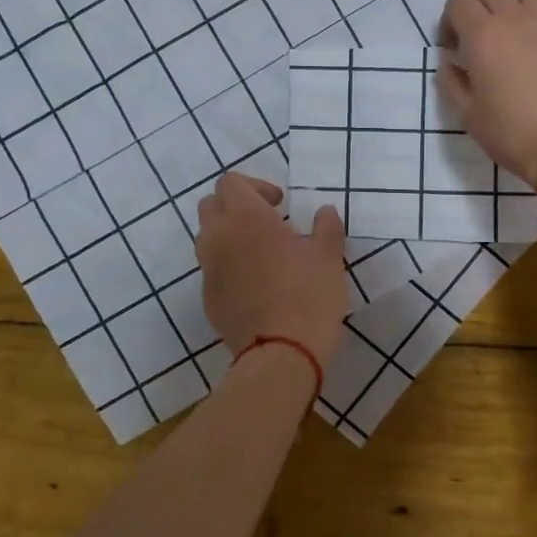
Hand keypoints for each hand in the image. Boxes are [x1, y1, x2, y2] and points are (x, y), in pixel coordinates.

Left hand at [195, 173, 347, 366]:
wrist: (281, 353)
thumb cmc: (309, 296)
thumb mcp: (329, 257)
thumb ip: (326, 227)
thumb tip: (324, 211)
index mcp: (247, 218)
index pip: (230, 182)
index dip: (255, 186)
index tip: (279, 205)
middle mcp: (219, 237)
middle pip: (211, 205)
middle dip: (234, 206)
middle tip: (266, 222)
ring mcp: (209, 270)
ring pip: (207, 238)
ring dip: (228, 235)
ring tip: (259, 253)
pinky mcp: (208, 298)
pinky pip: (212, 270)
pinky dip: (228, 266)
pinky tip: (255, 285)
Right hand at [439, 0, 536, 190]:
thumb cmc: (511, 133)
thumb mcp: (467, 115)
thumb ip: (451, 82)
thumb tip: (450, 63)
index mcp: (482, 35)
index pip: (457, 2)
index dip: (450, 22)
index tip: (453, 49)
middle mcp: (514, 17)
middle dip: (478, 10)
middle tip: (481, 42)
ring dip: (513, 3)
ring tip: (513, 32)